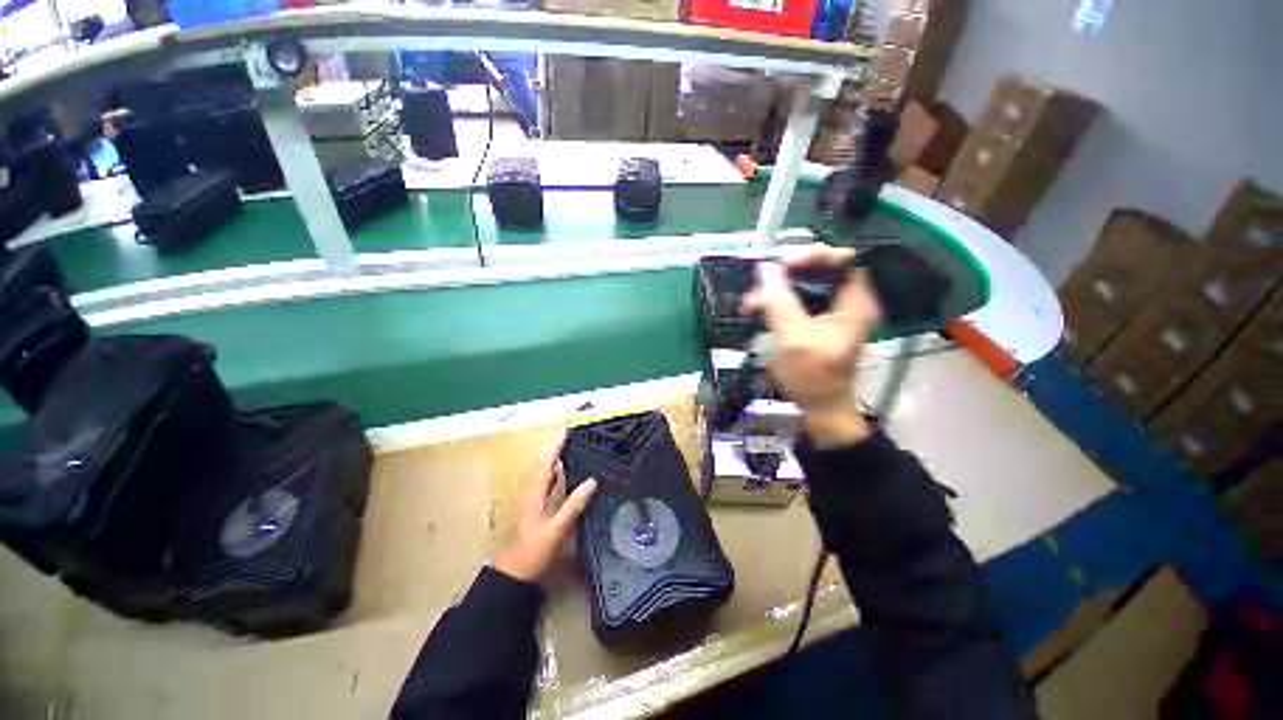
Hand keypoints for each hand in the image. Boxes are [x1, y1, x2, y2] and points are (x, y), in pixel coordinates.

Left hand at [494, 431, 597, 583]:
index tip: (568, 430)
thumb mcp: (556, 531)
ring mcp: (527, 499)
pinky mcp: (529, 507)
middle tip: (571, 435)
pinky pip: (541, 480)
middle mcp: (528, 491)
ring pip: (539, 470)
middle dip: (554, 446)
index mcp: (533, 493)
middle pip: (540, 462)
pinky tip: (559, 471)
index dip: (556, 445)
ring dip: (551, 456)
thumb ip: (573, 505)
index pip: (545, 461)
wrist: (509, 577)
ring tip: (568, 446)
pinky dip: (550, 470)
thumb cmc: (531, 554)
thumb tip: (592, 481)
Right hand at [742, 246, 881, 448]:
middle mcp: (847, 301)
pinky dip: (776, 303)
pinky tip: (756, 311)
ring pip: (804, 285)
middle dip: (787, 273)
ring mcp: (831, 311)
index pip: (844, 258)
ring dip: (776, 290)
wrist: (819, 408)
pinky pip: (796, 301)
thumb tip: (763, 268)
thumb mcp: (794, 338)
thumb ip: (779, 302)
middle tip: (761, 284)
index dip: (814, 255)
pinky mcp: (816, 322)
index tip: (784, 267)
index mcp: (855, 302)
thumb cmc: (812, 377)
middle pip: (821, 269)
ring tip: (750, 303)